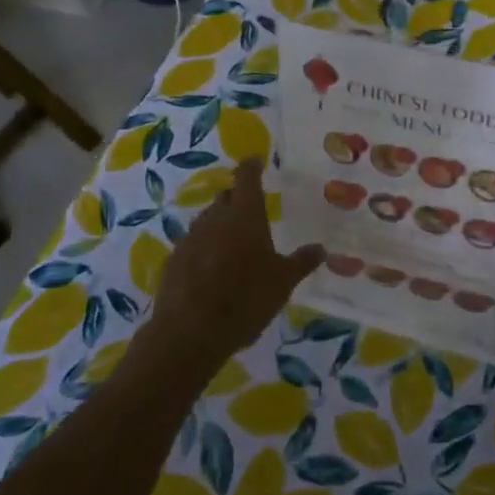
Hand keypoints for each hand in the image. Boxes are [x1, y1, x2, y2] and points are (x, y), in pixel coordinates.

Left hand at [139, 159, 325, 377]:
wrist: (190, 333)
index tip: (256, 161)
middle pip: (225, 197)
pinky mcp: (174, 260)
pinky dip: (204, 248)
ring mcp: (190, 238)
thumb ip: (302, 262)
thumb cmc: (245, 299)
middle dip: (237, 199)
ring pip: (207, 220)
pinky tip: (212, 269)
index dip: (251, 167)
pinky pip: (193, 244)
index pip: (246, 177)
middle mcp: (215, 218)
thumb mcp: (283, 282)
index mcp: (245, 215)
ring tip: (233, 244)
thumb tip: (321, 248)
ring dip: (220, 224)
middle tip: (251, 212)